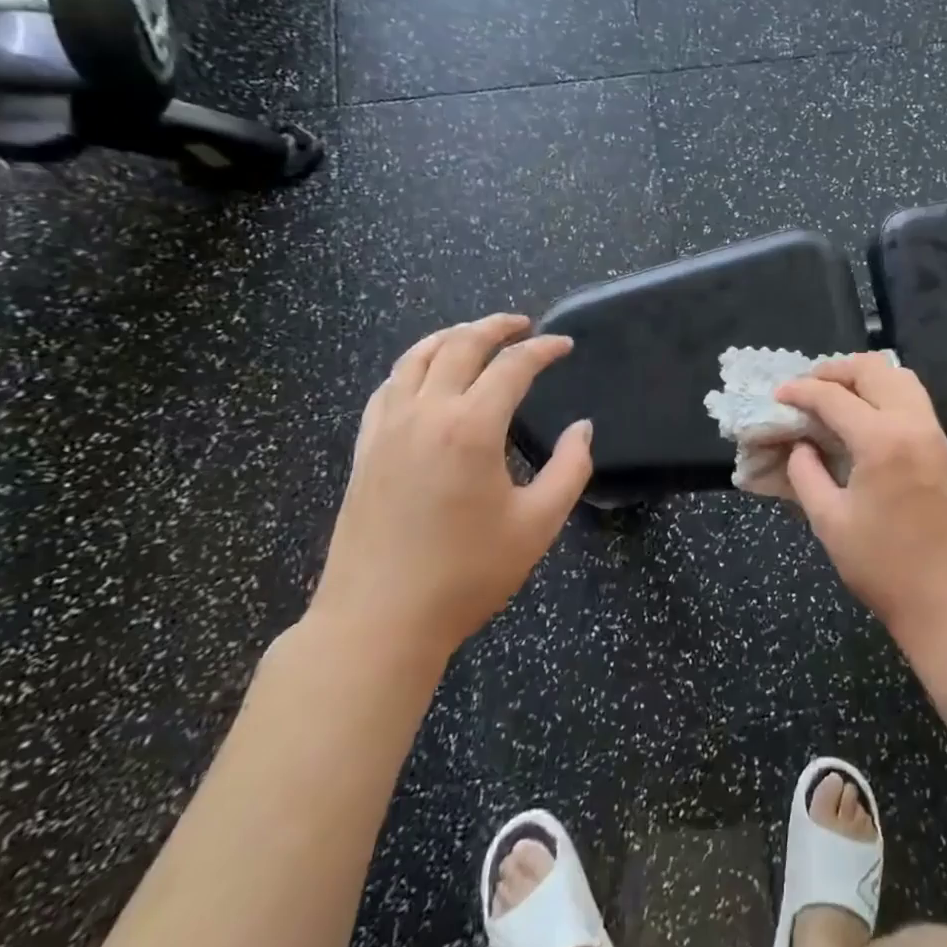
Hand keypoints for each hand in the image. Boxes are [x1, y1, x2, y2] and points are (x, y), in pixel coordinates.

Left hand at [308, 315, 592, 669]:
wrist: (377, 622)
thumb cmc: (466, 575)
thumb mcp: (538, 524)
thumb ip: (570, 469)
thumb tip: (583, 429)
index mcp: (471, 427)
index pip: (512, 366)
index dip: (543, 349)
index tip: (564, 345)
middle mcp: (425, 414)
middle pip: (460, 346)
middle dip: (496, 327)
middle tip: (523, 324)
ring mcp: (387, 429)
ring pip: (415, 358)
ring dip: (450, 337)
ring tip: (475, 334)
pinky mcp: (364, 450)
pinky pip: (388, 387)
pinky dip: (412, 366)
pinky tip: (423, 376)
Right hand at [776, 355, 946, 650]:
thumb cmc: (884, 566)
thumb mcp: (830, 522)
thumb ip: (806, 474)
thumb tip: (801, 445)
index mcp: (882, 440)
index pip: (833, 397)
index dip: (801, 391)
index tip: (777, 394)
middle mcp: (913, 423)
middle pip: (873, 369)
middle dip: (834, 371)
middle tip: (806, 388)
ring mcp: (934, 433)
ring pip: (899, 377)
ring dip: (864, 376)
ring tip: (835, 396)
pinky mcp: (944, 447)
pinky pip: (913, 398)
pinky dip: (885, 392)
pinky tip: (864, 416)